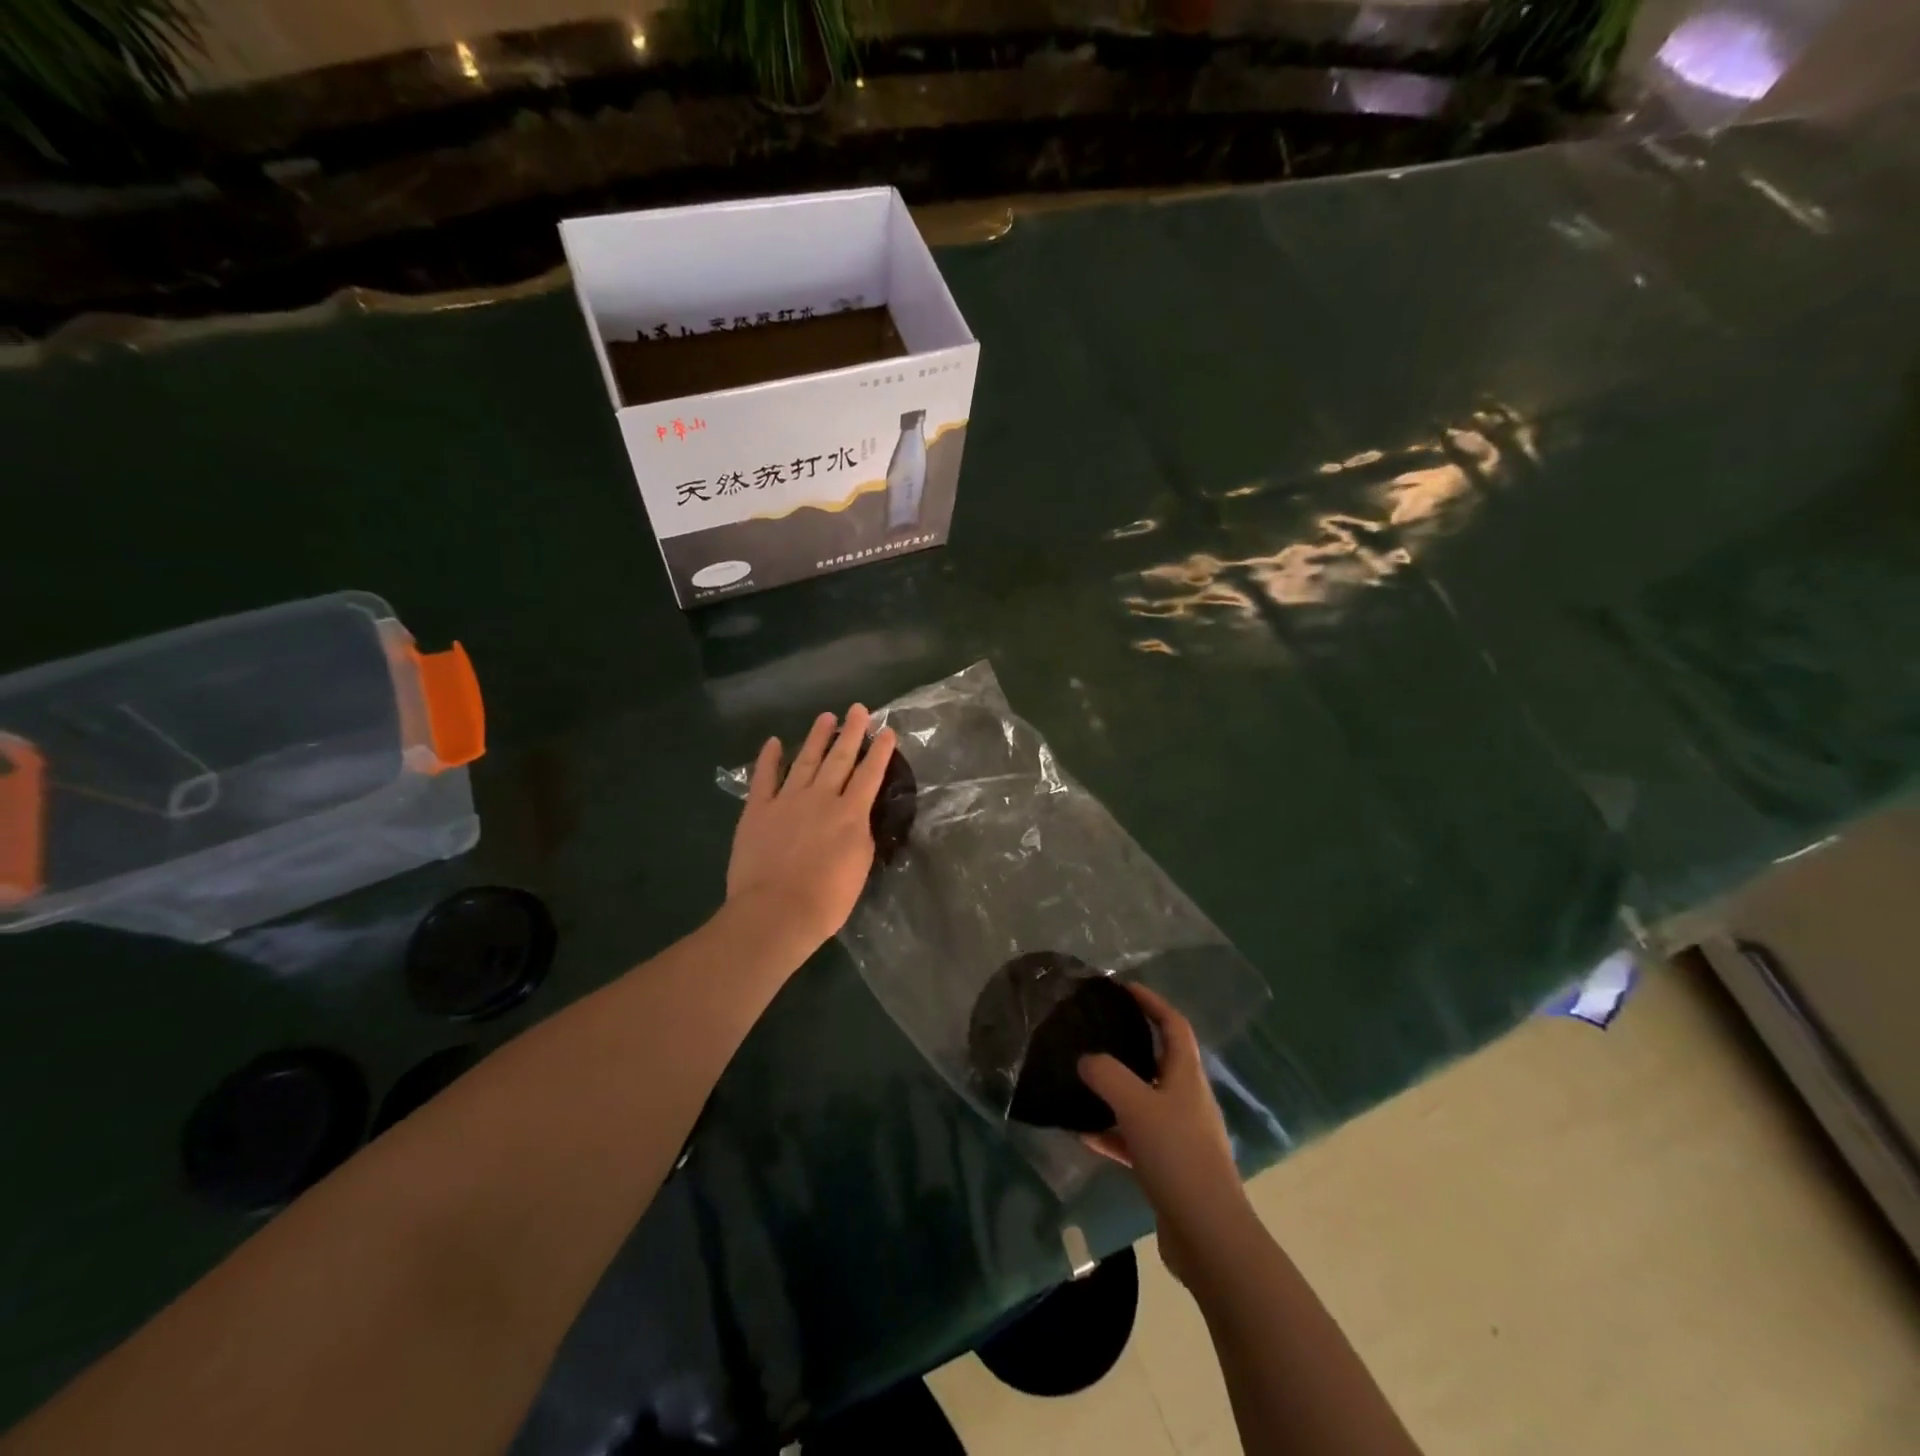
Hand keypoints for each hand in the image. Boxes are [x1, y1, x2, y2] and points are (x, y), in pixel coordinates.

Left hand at [726, 706, 896, 956]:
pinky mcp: (757, 810)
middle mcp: (821, 798)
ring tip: (826, 717)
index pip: (870, 775)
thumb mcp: (859, 867)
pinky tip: (775, 742)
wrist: (776, 912)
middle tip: (858, 709)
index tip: (887, 730)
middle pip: (840, 758)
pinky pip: (764, 778)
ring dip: (817, 738)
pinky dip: (769, 758)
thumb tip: (857, 816)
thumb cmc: (826, 899)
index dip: (880, 751)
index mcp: (850, 814)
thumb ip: (860, 835)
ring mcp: (787, 801)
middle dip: (852, 732)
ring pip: (806, 761)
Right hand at [1080, 983, 1248, 1285]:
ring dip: (1115, 1090)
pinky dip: (1112, 1131)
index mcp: (1187, 1076)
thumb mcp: (1136, 1106)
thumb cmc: (1177, 1156)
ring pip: (1143, 1100)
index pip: (1173, 1025)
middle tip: (1095, 1031)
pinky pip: (1135, 1137)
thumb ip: (1107, 1074)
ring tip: (1081, 1080)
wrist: (1208, 1235)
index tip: (1123, 989)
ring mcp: (1180, 1135)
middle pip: (1158, 1060)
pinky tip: (1084, 1134)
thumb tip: (1086, 1059)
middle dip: (1129, 1043)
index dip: (1151, 1002)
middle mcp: (1187, 1099)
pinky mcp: (1169, 1167)